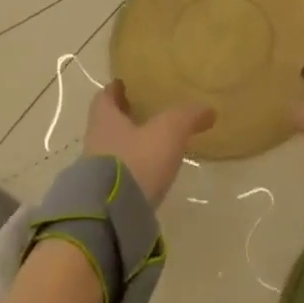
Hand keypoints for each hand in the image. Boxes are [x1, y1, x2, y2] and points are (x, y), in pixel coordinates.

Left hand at [84, 79, 214, 206]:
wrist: (111, 217)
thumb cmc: (136, 161)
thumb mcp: (168, 132)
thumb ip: (187, 117)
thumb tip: (208, 109)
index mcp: (105, 120)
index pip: (104, 98)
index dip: (114, 90)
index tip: (123, 86)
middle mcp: (95, 143)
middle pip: (106, 125)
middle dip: (122, 119)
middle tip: (141, 114)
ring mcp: (95, 174)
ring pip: (110, 151)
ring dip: (126, 147)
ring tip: (149, 147)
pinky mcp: (103, 199)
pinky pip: (116, 177)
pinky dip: (129, 172)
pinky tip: (146, 176)